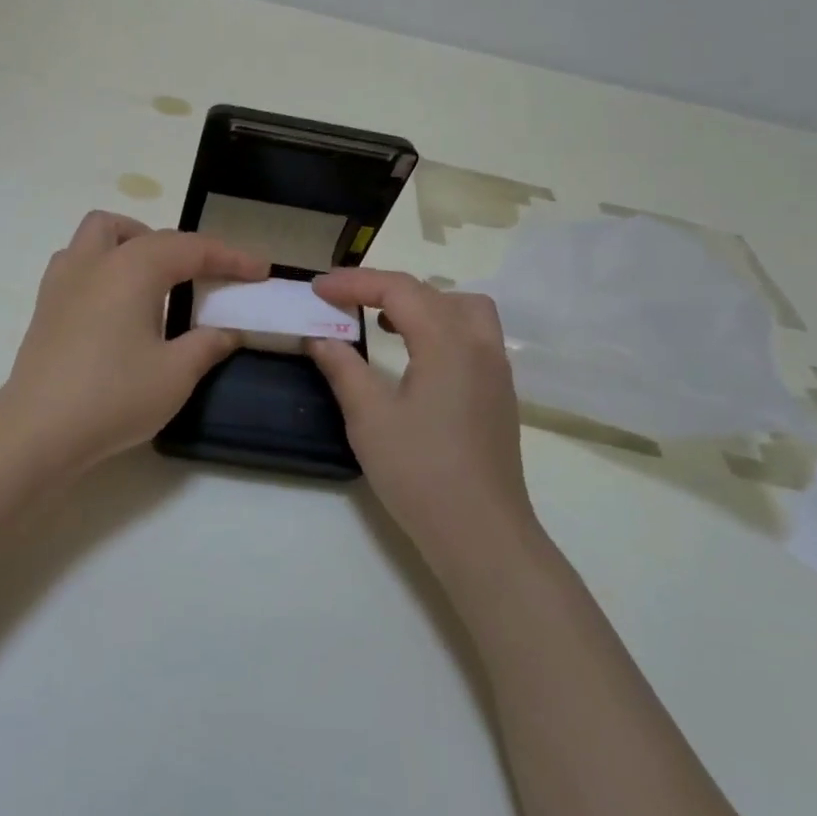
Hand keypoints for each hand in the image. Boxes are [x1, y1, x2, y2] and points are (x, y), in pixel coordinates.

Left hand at [0, 211, 268, 479]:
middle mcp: (95, 262)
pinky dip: (105, 267)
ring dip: (132, 245)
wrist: (38, 430)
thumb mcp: (176, 374)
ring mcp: (63, 281)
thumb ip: (208, 344)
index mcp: (132, 269)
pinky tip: (115, 304)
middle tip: (202, 278)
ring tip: (154, 281)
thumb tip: (227, 331)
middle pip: (141, 231)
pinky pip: (78, 262)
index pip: (190, 248)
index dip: (230, 256)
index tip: (260, 269)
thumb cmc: (113, 396)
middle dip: (178, 246)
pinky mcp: (45, 305)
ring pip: (98, 236)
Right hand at [307, 268, 540, 567]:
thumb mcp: (369, 417)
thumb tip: (321, 338)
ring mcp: (496, 371)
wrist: (481, 533)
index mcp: (448, 342)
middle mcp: (480, 345)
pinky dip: (440, 327)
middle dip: (385, 288)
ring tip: (385, 323)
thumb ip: (343, 368)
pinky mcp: (499, 395)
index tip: (317, 288)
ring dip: (422, 305)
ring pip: (463, 310)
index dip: (354, 282)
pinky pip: (473, 337)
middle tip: (346, 302)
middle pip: (433, 293)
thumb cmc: (420, 472)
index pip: (399, 290)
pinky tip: (416, 358)